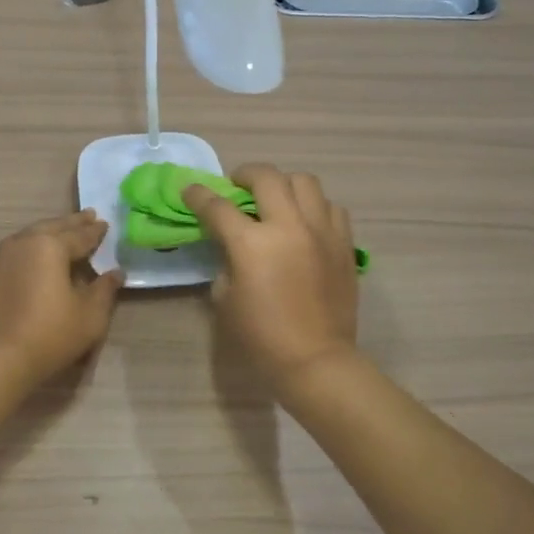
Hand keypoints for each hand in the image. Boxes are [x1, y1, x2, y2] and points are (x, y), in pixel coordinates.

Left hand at [0, 210, 123, 389]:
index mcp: (50, 246)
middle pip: (51, 227)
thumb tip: (116, 273)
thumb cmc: (49, 334)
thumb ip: (105, 290)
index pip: (79, 235)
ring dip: (47, 234)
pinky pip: (12, 253)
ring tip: (60, 235)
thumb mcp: (89, 316)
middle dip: (71, 223)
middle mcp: (22, 243)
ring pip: (28, 237)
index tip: (104, 224)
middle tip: (87, 216)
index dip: (94, 231)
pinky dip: (28, 251)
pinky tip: (32, 261)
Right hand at [185, 164, 358, 387]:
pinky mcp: (343, 242)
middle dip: (245, 174)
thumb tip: (230, 245)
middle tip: (237, 186)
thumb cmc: (262, 336)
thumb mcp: (226, 299)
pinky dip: (313, 207)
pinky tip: (305, 222)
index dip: (199, 196)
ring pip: (304, 182)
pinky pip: (330, 207)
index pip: (218, 206)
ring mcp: (321, 230)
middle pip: (266, 177)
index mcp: (252, 244)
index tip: (190, 190)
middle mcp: (289, 226)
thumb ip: (225, 262)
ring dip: (283, 185)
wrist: (316, 359)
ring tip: (276, 199)